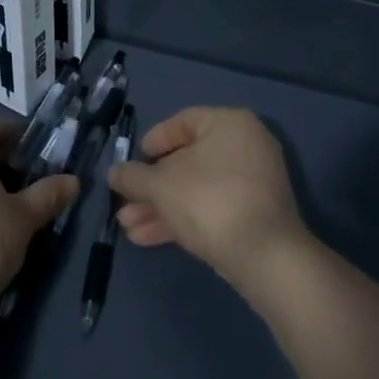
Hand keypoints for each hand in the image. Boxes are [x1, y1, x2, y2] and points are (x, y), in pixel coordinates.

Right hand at [107, 106, 309, 285]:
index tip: (134, 161)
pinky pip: (211, 207)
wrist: (265, 257)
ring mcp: (253, 182)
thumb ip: (132, 176)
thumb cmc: (209, 201)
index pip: (183, 121)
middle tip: (125, 202)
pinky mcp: (254, 214)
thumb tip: (114, 172)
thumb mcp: (160, 186)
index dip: (154, 140)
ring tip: (128, 227)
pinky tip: (148, 237)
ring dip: (160, 206)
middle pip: (187, 160)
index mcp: (229, 124)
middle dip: (151, 186)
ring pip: (196, 188)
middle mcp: (246, 146)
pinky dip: (182, 218)